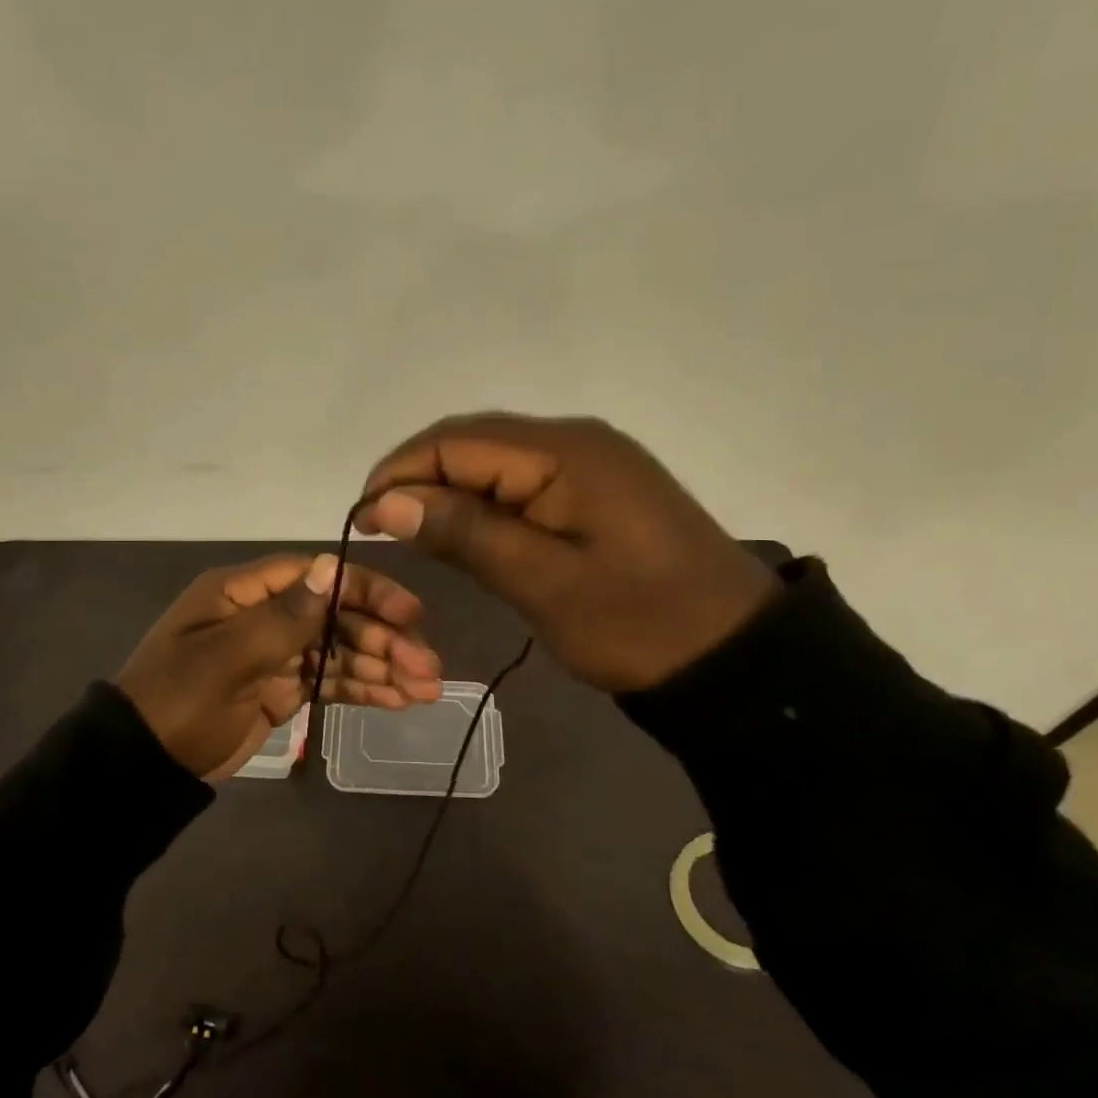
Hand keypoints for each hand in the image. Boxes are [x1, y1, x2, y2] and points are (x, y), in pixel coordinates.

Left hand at [115, 554, 442, 778]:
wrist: (141, 767)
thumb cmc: (179, 702)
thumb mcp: (227, 658)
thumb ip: (284, 617)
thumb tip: (331, 566)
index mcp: (245, 592)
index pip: (317, 577)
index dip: (367, 591)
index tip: (410, 614)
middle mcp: (266, 614)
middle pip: (337, 616)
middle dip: (384, 640)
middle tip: (428, 668)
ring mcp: (276, 652)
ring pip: (340, 650)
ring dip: (382, 666)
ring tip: (426, 689)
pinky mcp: (282, 688)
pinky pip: (329, 681)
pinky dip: (362, 688)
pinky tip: (398, 699)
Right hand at [354, 413, 778, 692]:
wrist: (735, 657)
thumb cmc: (638, 624)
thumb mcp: (543, 582)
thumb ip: (464, 533)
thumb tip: (383, 502)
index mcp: (564, 452)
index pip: (455, 442)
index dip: (399, 474)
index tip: (362, 521)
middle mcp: (574, 439)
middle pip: (472, 441)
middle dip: (419, 478)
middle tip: (383, 530)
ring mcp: (590, 461)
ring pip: (495, 461)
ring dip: (449, 490)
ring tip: (415, 534)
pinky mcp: (597, 488)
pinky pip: (523, 480)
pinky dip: (485, 502)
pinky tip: (468, 532)